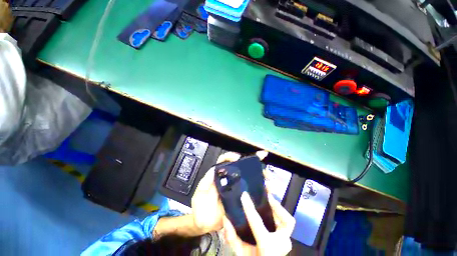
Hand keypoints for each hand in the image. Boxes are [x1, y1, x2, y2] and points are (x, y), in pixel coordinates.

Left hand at [191, 151, 268, 233]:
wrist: (203, 223)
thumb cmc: (200, 205)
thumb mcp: (200, 191)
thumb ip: (206, 180)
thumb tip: (215, 169)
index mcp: (219, 175)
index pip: (225, 161)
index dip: (232, 156)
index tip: (239, 157)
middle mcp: (229, 180)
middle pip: (241, 168)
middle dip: (253, 165)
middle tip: (262, 164)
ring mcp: (235, 189)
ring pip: (248, 180)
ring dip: (259, 177)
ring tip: (267, 178)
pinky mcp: (239, 200)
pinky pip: (250, 194)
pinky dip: (259, 191)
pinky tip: (267, 192)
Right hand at [223, 192, 295, 255]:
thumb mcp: (240, 252)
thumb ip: (231, 237)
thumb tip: (226, 218)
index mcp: (267, 246)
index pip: (257, 223)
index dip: (249, 208)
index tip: (244, 195)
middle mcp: (281, 243)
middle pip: (286, 221)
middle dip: (276, 205)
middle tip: (266, 194)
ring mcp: (285, 241)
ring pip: (287, 220)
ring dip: (278, 207)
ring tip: (268, 196)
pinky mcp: (285, 238)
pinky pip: (286, 223)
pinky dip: (279, 213)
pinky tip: (270, 206)